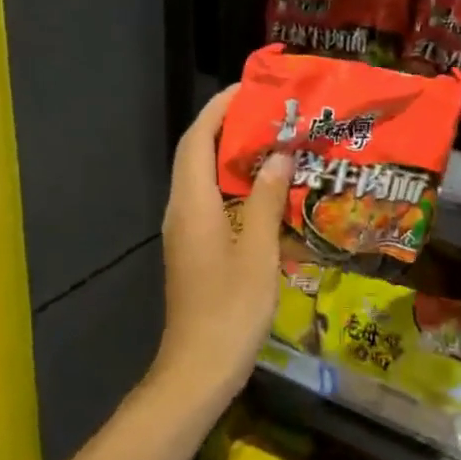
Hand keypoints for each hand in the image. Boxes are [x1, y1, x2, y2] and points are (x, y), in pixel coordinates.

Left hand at [156, 86, 291, 410]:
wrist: (198, 370)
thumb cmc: (230, 310)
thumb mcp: (259, 252)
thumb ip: (268, 199)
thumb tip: (279, 154)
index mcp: (192, 204)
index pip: (198, 139)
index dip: (220, 109)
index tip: (251, 90)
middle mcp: (181, 210)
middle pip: (197, 153)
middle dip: (229, 126)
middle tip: (272, 113)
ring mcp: (185, 231)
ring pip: (203, 177)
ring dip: (233, 155)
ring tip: (275, 142)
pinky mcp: (194, 248)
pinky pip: (211, 200)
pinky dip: (235, 184)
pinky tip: (267, 189)